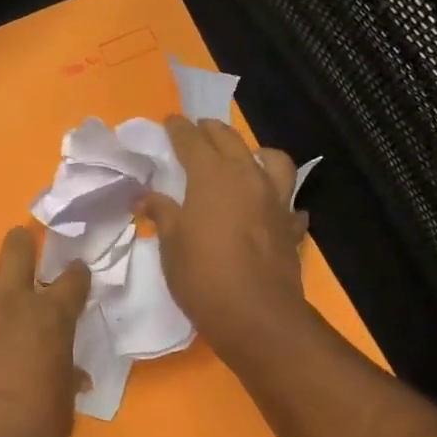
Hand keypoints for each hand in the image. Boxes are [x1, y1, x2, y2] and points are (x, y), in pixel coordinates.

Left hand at [0, 226, 91, 436]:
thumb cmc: (32, 433)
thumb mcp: (64, 407)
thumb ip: (67, 379)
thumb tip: (71, 375)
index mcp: (52, 317)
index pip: (73, 278)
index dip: (78, 274)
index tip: (78, 276)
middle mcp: (12, 302)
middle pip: (17, 244)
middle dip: (25, 244)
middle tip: (29, 261)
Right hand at [141, 117, 310, 360]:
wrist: (255, 314)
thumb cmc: (202, 276)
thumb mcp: (171, 244)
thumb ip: (162, 213)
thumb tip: (146, 196)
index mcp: (212, 176)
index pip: (192, 140)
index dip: (178, 129)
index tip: (170, 121)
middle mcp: (247, 177)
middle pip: (230, 140)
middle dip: (211, 131)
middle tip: (197, 130)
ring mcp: (275, 200)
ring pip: (272, 159)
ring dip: (255, 153)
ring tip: (245, 159)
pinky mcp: (291, 225)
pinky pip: (289, 203)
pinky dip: (280, 200)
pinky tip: (271, 209)